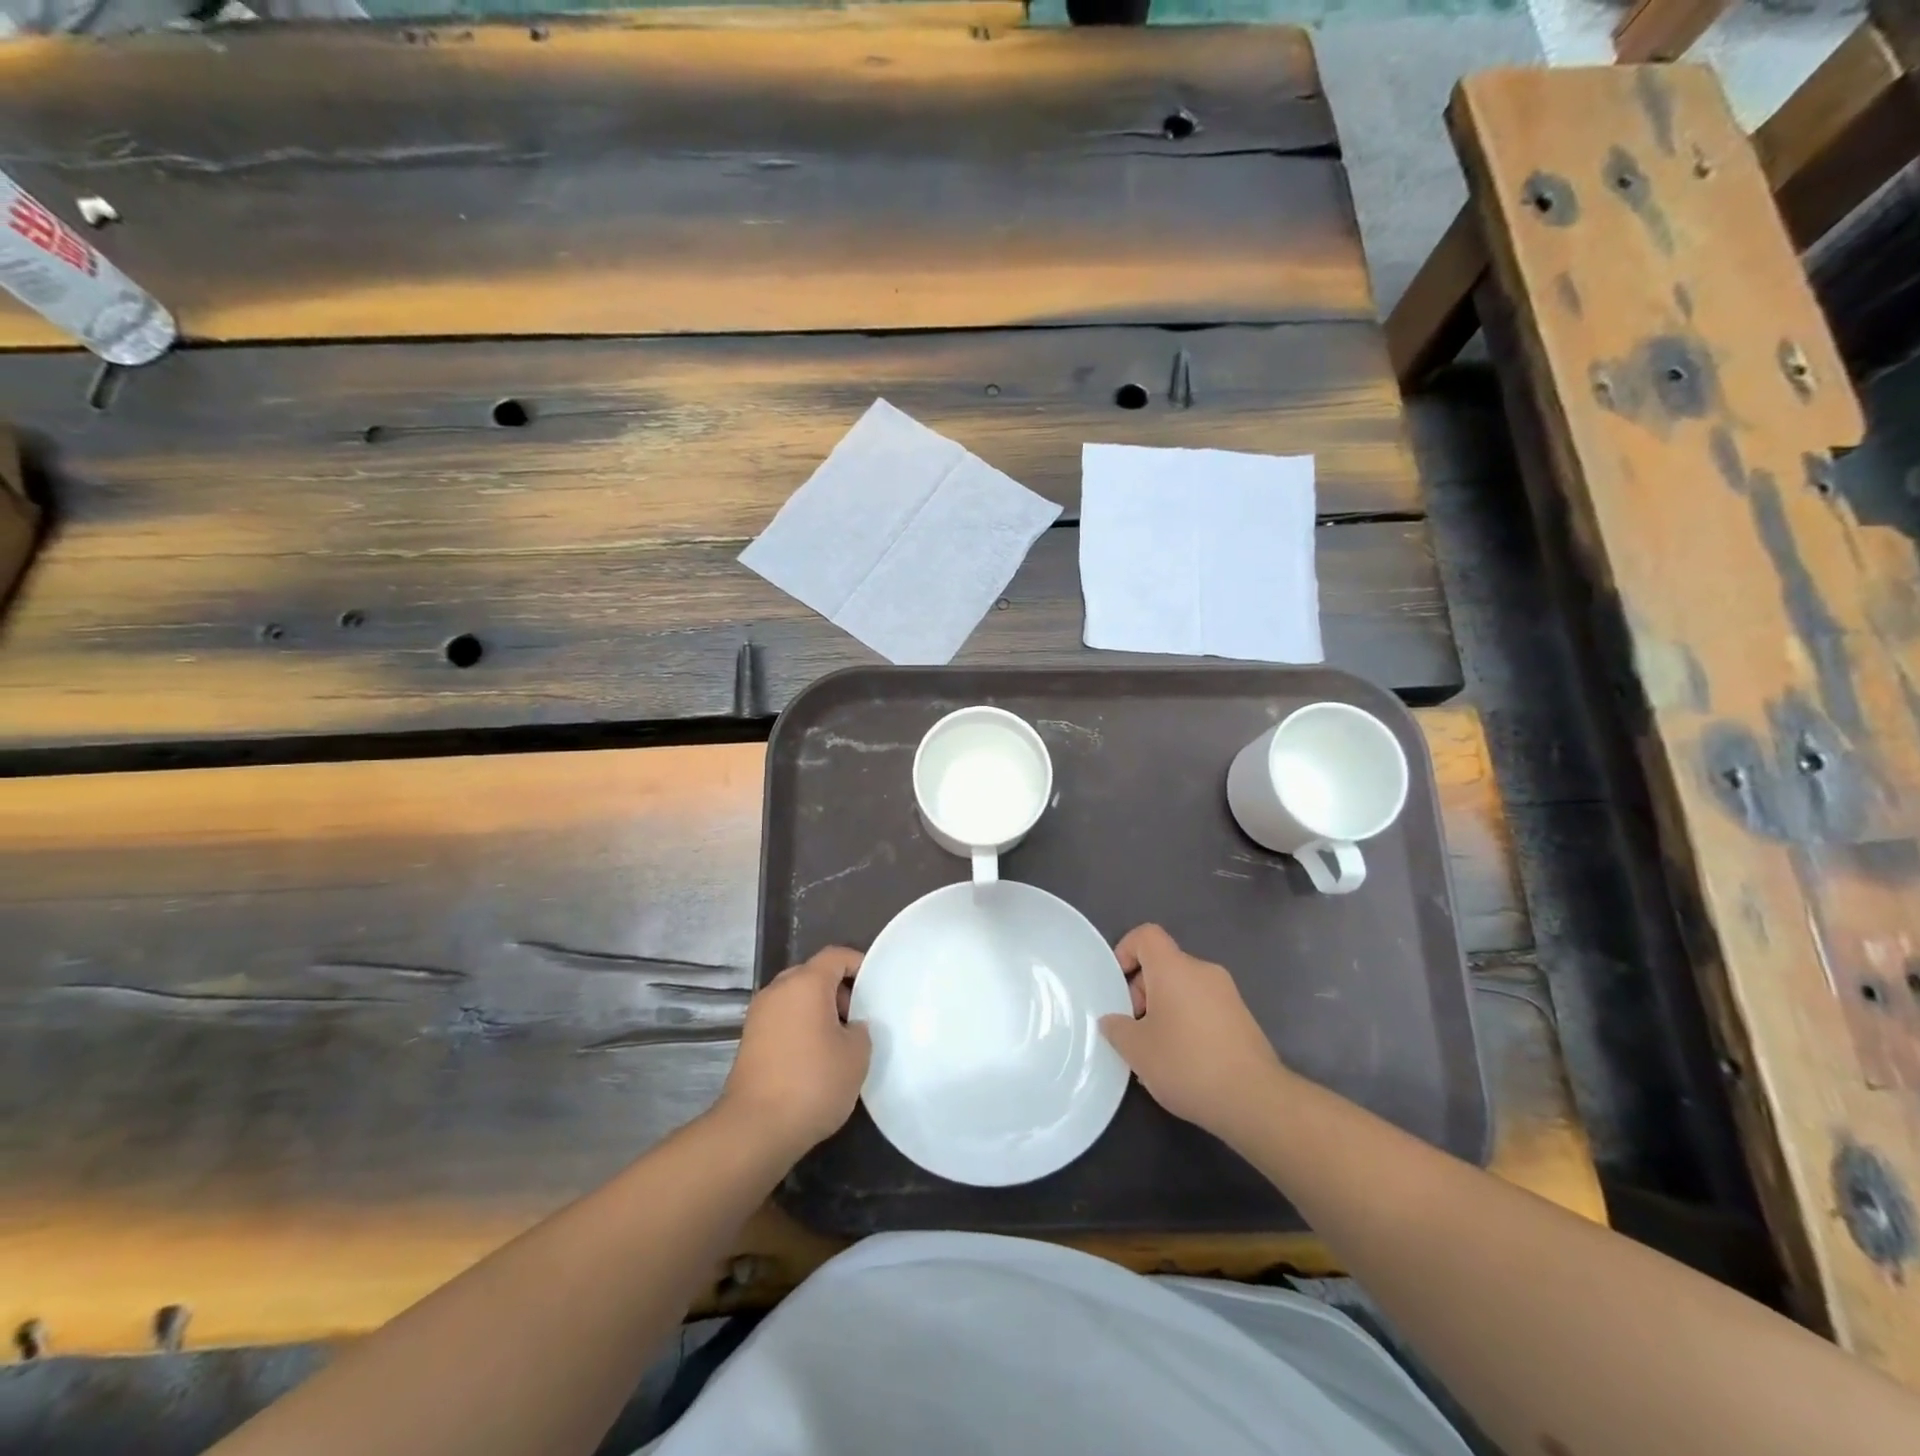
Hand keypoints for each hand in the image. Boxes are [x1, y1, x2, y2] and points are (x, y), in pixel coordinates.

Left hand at [717, 947, 870, 1158]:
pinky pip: (782, 1019)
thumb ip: (861, 1030)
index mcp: (806, 983)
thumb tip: (851, 1026)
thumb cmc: (813, 1082)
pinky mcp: (749, 1040)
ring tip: (839, 1041)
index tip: (876, 987)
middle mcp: (778, 990)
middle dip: (838, 990)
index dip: (859, 964)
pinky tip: (815, 1057)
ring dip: (818, 1010)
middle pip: (813, 974)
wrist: (755, 1128)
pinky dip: (800, 1027)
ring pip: (796, 998)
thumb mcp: (857, 1055)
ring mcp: (759, 1014)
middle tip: (858, 1018)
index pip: (836, 955)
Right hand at [1100, 924, 1288, 1146]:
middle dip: (1142, 992)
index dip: (1126, 950)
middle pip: (1164, 965)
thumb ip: (1116, 1028)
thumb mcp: (1137, 1050)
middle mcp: (1203, 971)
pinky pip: (1204, 1007)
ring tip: (1157, 1052)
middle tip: (1135, 1030)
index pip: (1146, 935)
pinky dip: (1188, 1023)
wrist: (1256, 1100)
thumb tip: (1112, 1021)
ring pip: (1184, 988)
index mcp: (1174, 968)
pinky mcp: (1243, 1019)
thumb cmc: (1187, 1064)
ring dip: (1165, 1011)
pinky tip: (1185, 1062)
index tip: (1118, 985)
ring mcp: (1228, 994)